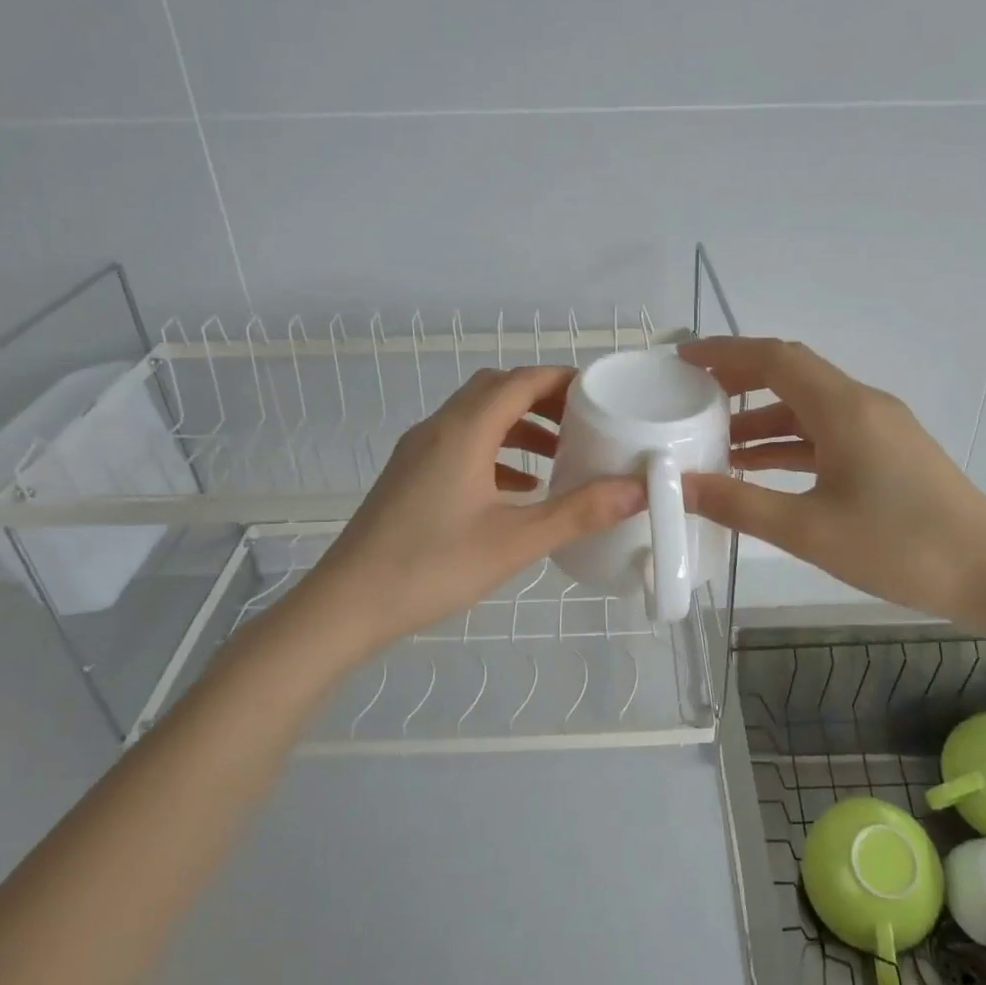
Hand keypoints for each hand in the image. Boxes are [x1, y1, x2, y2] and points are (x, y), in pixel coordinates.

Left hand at [284, 365, 644, 656]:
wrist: (348, 604)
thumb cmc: (434, 566)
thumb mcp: (516, 541)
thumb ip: (579, 512)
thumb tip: (638, 490)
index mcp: (464, 431)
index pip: (520, 381)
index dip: (562, 380)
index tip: (600, 394)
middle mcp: (438, 428)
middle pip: (496, 390)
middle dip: (542, 399)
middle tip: (583, 423)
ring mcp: (418, 452)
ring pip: (476, 417)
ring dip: (518, 426)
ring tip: (559, 456)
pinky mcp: (409, 476)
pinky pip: (460, 445)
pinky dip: (495, 452)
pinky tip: (518, 489)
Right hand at [678, 337, 985, 622]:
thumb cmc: (900, 547)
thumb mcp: (808, 530)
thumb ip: (739, 504)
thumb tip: (681, 486)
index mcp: (844, 408)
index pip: (775, 358)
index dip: (725, 353)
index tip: (683, 361)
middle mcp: (862, 405)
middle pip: (791, 376)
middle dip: (739, 382)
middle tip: (692, 399)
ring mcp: (879, 429)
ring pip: (808, 409)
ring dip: (762, 420)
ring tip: (715, 444)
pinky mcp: (888, 454)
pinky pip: (827, 434)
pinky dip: (789, 444)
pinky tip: (761, 470)